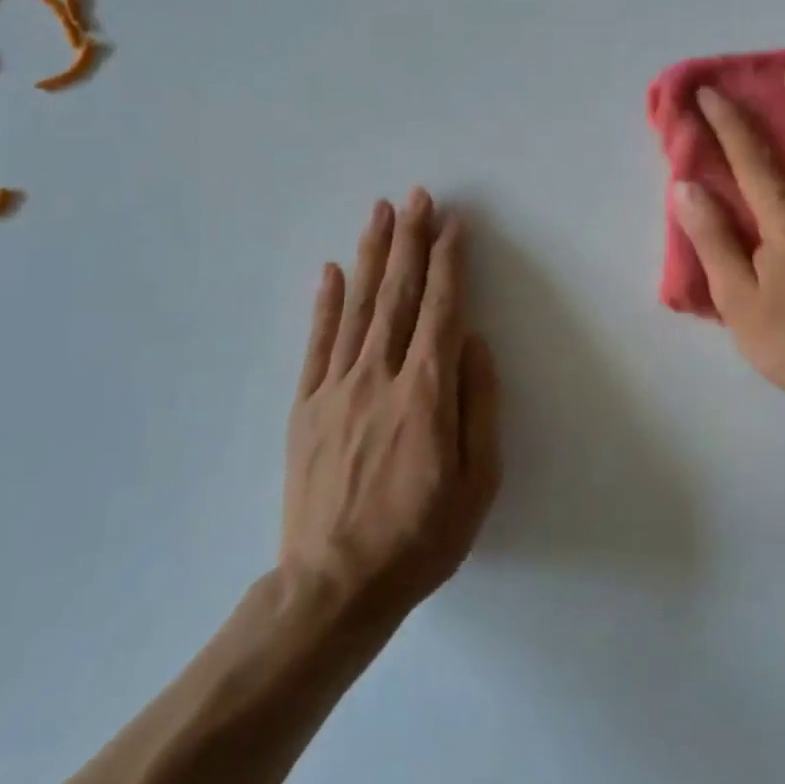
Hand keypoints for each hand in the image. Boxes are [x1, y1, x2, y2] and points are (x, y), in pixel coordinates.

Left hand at [281, 190, 501, 629]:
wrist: (333, 587)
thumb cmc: (420, 538)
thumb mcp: (477, 483)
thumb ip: (478, 406)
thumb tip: (476, 343)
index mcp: (426, 393)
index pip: (442, 310)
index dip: (449, 262)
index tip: (453, 224)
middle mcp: (380, 377)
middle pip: (399, 294)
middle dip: (410, 240)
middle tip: (416, 196)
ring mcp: (336, 389)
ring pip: (358, 307)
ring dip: (372, 255)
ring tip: (380, 213)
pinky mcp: (306, 407)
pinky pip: (318, 343)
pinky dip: (327, 303)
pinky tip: (333, 270)